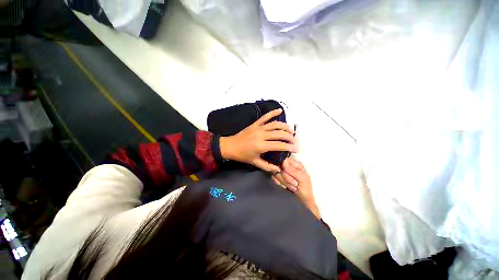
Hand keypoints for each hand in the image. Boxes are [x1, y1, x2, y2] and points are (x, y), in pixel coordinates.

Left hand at [219, 109, 297, 172]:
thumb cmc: (242, 155)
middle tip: (294, 140)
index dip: (289, 147)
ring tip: (291, 130)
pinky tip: (280, 110)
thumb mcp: (254, 162)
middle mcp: (261, 135)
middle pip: (279, 134)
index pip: (279, 145)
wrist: (230, 146)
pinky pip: (265, 117)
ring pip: (275, 124)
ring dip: (284, 126)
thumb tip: (278, 169)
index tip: (296, 149)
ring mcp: (258, 128)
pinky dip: (272, 113)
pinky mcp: (255, 124)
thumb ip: (267, 166)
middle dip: (289, 137)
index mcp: (260, 146)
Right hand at [272, 158, 319, 217]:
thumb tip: (283, 162)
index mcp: (295, 164)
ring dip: (284, 182)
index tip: (289, 174)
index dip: (284, 167)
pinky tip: (285, 187)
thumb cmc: (306, 190)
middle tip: (294, 184)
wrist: (302, 202)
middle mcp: (288, 167)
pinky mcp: (278, 178)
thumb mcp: (303, 179)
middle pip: (279, 167)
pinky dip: (279, 184)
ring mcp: (282, 172)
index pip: (284, 160)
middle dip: (286, 178)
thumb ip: (293, 171)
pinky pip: (273, 178)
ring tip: (292, 187)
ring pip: (276, 173)